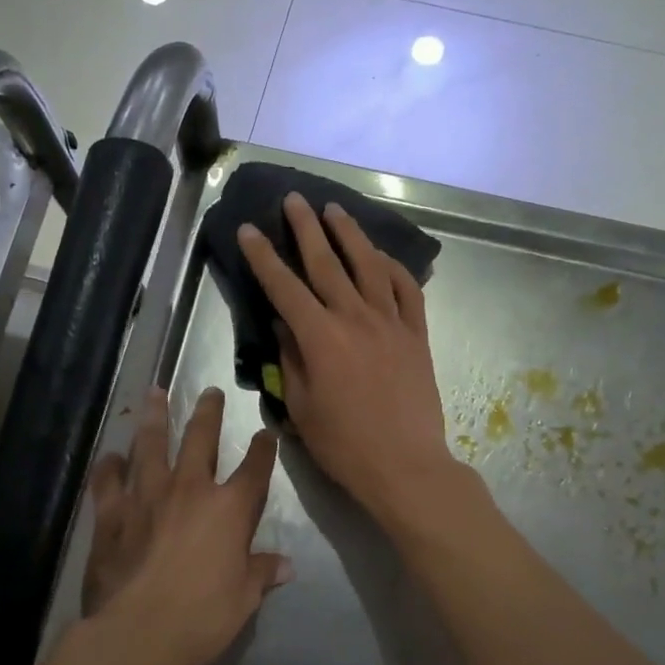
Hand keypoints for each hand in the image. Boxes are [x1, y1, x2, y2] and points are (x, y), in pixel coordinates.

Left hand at [77, 385, 289, 664]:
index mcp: (229, 509)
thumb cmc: (203, 616)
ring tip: (154, 393)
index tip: (265, 434)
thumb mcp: (244, 598)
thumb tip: (285, 565)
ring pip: (151, 445)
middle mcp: (189, 490)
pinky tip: (110, 456)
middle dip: (208, 413)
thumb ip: (261, 573)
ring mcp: (146, 497)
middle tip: (210, 391)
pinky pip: (108, 482)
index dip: (262, 450)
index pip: (254, 470)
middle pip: (201, 439)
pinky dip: (109, 467)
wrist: (140, 632)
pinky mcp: (112, 514)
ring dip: (154, 418)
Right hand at [236, 194, 457, 526]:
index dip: (263, 257)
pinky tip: (381, 257)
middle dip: (306, 228)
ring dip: (350, 234)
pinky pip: (406, 290)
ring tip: (335, 210)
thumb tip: (284, 325)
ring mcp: (390, 322)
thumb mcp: (301, 408)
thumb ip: (290, 360)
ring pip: (368, 266)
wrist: (405, 465)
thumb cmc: (344, 444)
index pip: (284, 287)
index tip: (248, 230)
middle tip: (294, 200)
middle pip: (326, 262)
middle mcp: (355, 318)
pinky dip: (393, 268)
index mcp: (320, 337)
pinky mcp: (416, 334)